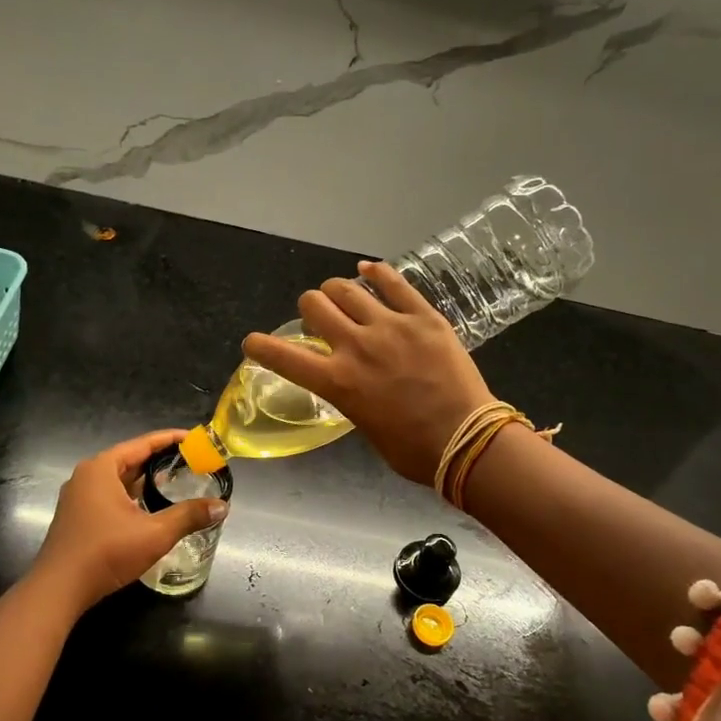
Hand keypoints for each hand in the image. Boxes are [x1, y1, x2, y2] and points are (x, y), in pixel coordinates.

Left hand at [29, 430, 227, 609]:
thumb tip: (222, 507)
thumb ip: (189, 516)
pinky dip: (131, 496)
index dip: (171, 440)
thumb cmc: (106, 552)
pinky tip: (149, 508)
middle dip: (159, 460)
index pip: (142, 444)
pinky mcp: (77, 516)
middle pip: (130, 459)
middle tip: (190, 462)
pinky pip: (109, 495)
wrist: (59, 589)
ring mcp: (78, 497)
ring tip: (174, 482)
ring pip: (119, 480)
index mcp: (101, 468)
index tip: (195, 438)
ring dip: (145, 480)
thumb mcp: (154, 534)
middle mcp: (87, 476)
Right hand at [242, 262, 493, 485]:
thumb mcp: (363, 425)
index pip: (283, 356)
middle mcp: (356, 346)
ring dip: (336, 291)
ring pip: (347, 288)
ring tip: (343, 297)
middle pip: (314, 304)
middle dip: (309, 308)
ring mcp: (391, 326)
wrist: (467, 440)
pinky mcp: (423, 316)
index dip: (260, 346)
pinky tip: (368, 271)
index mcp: (337, 382)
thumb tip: (348, 378)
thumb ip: (347, 394)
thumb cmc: (412, 449)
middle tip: (320, 319)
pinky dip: (375, 272)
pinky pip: (393, 282)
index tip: (253, 342)